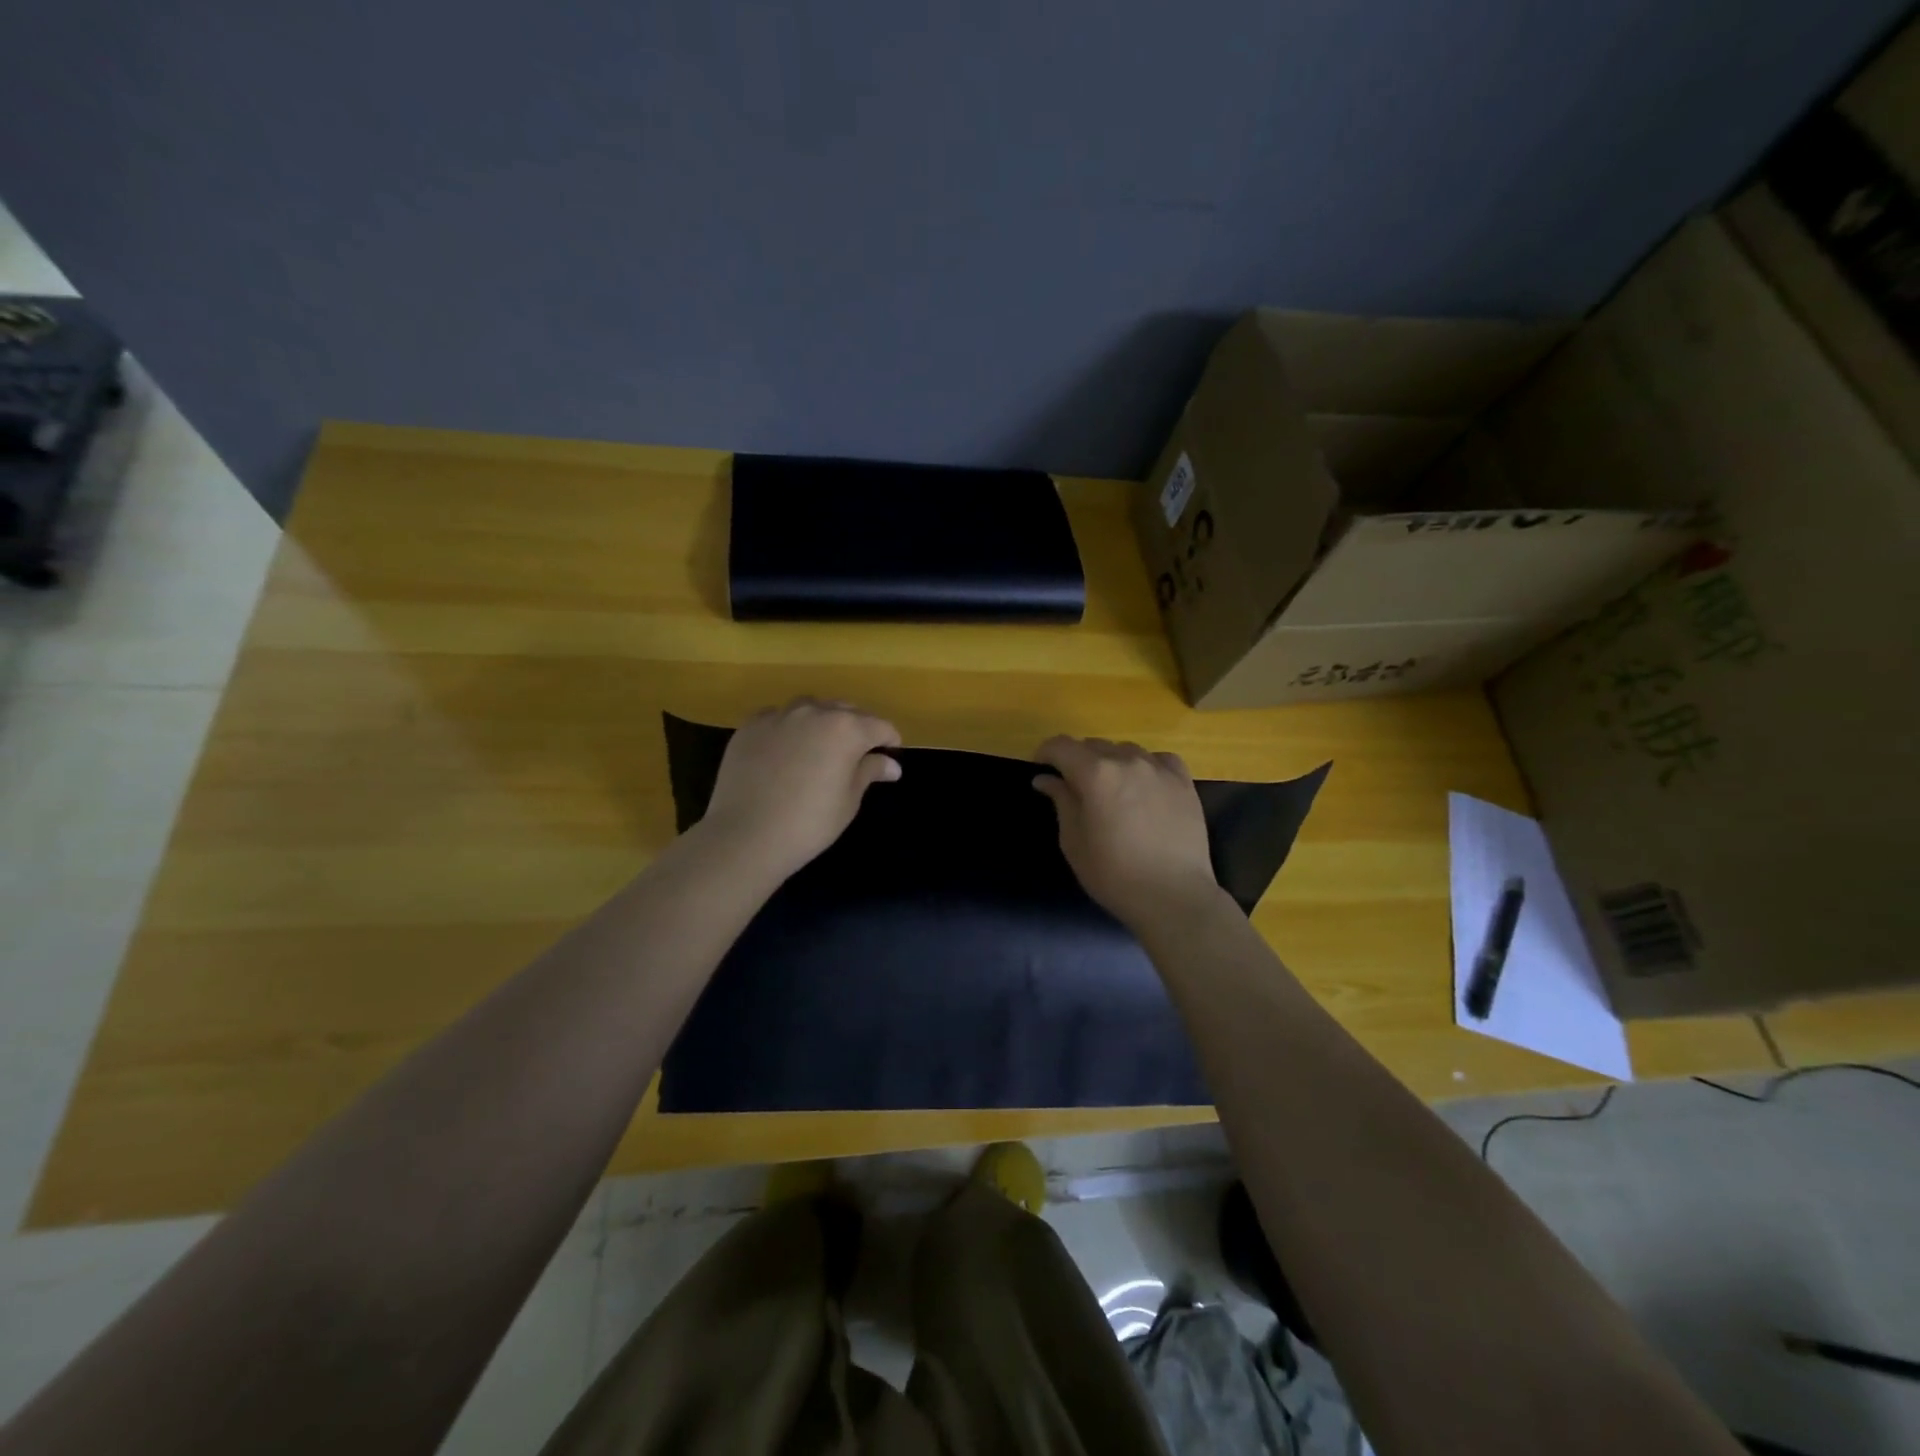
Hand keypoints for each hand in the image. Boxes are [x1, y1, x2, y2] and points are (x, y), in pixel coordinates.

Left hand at [698, 698, 902, 881]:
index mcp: (846, 729)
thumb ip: (869, 772)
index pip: (879, 726)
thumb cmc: (809, 824)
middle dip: (857, 727)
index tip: (891, 753)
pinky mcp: (750, 727)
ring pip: (809, 708)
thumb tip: (891, 764)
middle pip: (845, 710)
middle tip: (859, 751)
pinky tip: (785, 749)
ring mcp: (778, 716)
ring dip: (822, 720)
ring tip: (821, 744)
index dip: (889, 739)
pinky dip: (788, 728)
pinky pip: (777, 718)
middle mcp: (814, 712)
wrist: (746, 836)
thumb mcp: (848, 801)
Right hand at [1033, 737, 1220, 926]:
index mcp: (1095, 773)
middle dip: (1077, 759)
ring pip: (1126, 750)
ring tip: (1111, 789)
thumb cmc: (1113, 874)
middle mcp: (1127, 760)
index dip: (1045, 753)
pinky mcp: (1184, 782)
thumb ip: (1061, 801)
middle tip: (1074, 786)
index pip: (1061, 746)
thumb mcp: (1074, 841)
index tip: (1041, 769)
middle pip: (1093, 745)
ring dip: (1111, 762)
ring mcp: (1159, 769)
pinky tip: (1144, 785)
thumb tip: (1046, 779)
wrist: (1173, 896)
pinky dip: (1145, 765)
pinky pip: (1159, 759)